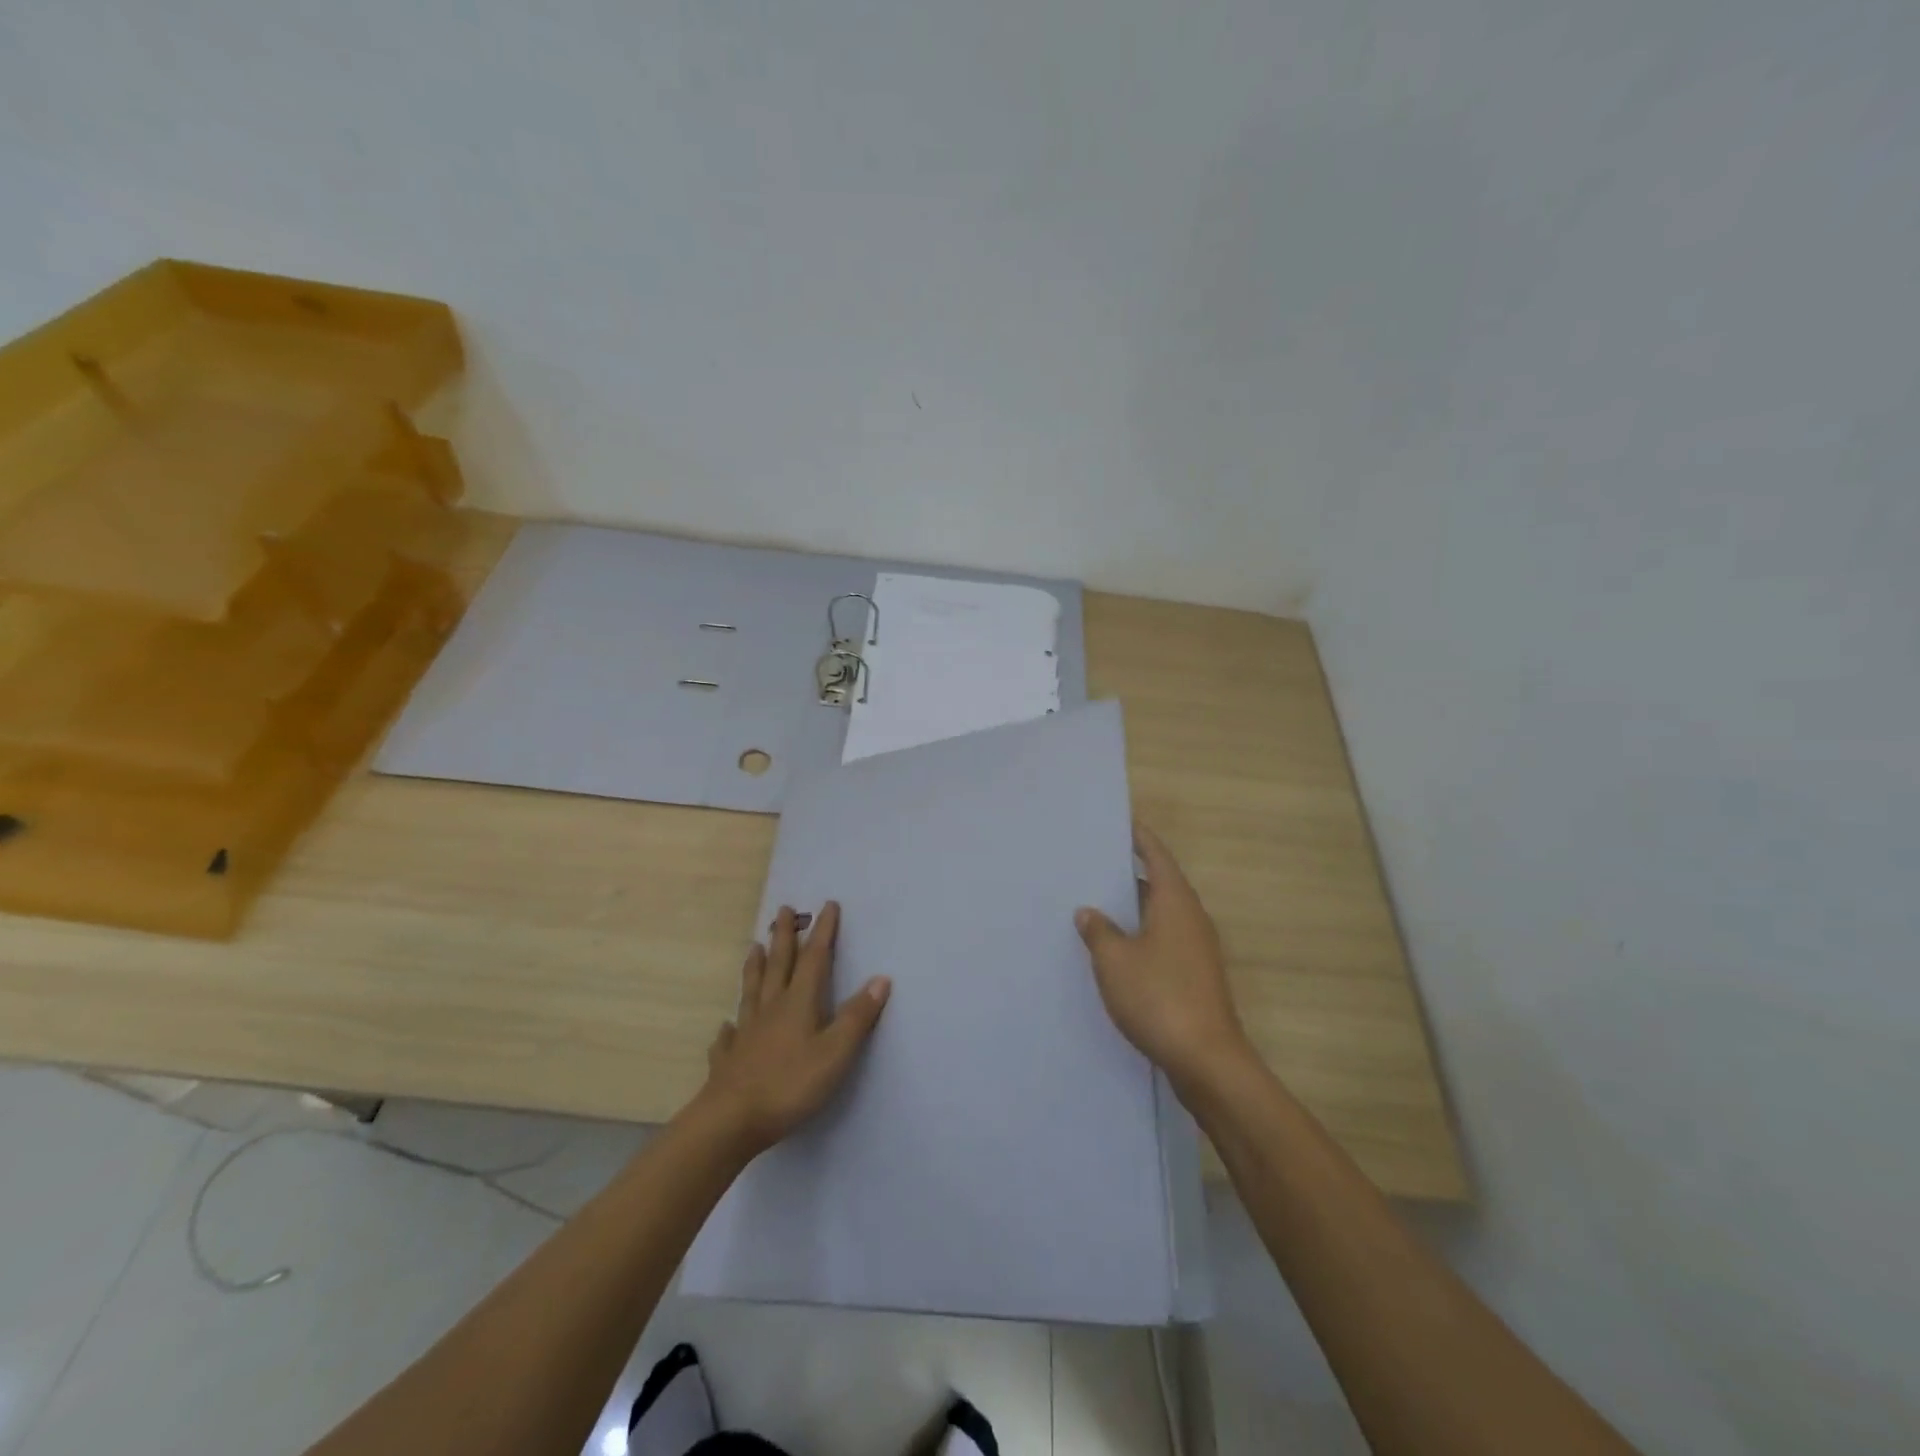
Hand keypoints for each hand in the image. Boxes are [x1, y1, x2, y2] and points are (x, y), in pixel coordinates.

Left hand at [693, 902, 890, 1157]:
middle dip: (784, 937)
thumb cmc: (790, 1085)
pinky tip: (726, 1025)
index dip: (823, 932)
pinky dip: (730, 1026)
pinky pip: (729, 1035)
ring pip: (751, 991)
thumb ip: (857, 1017)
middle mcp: (770, 1009)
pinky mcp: (729, 1059)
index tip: (827, 905)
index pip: (814, 959)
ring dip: (755, 967)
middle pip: (778, 965)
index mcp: (798, 1003)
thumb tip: (881, 978)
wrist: (730, 1121)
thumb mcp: (835, 1053)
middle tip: (783, 910)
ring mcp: (746, 1033)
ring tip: (753, 947)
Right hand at [1075, 824, 1252, 1088]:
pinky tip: (1115, 950)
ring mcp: (1196, 950)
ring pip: (1161, 916)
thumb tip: (1089, 912)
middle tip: (1094, 864)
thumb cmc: (1159, 997)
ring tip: (1097, 904)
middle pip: (1160, 884)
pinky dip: (1141, 936)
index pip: (1157, 856)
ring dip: (1133, 909)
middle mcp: (1191, 919)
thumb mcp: (1115, 960)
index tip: (1120, 823)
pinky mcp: (1195, 977)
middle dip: (1129, 874)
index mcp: (1175, 902)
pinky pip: (1163, 941)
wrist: (1206, 1060)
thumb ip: (1099, 931)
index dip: (1139, 838)